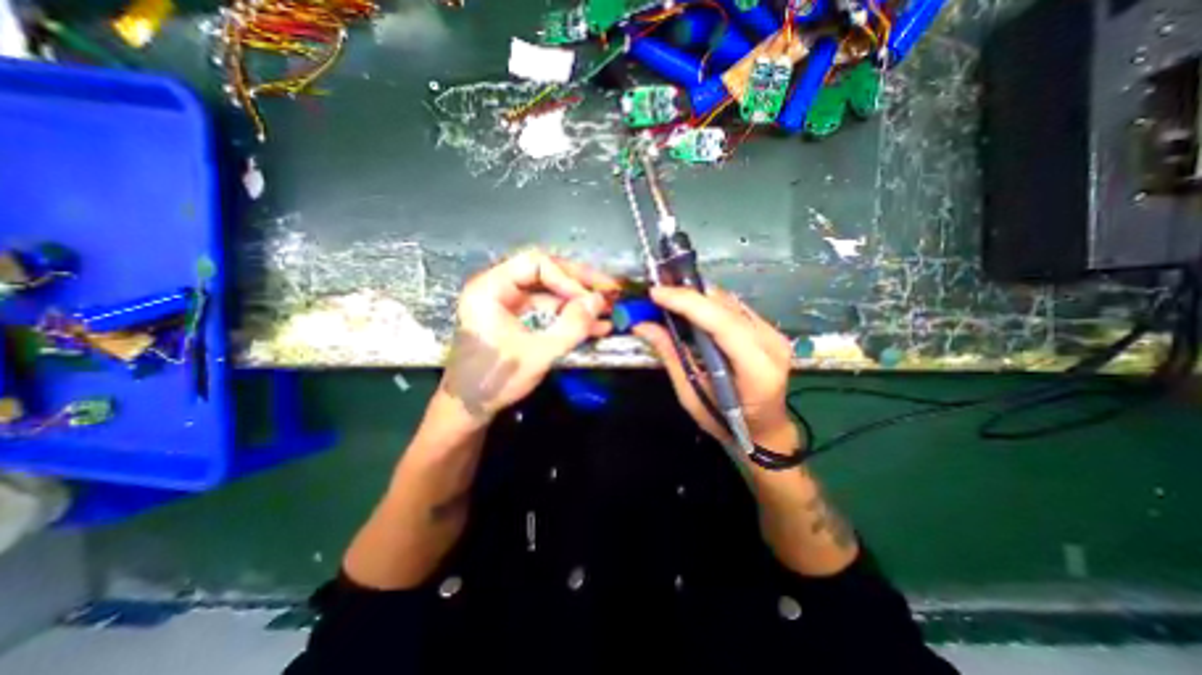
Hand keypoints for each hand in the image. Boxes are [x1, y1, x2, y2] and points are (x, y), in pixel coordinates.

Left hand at [437, 251, 613, 430]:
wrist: (468, 408)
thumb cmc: (495, 379)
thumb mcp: (538, 354)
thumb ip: (571, 327)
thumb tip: (598, 301)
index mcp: (491, 287)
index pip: (536, 264)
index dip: (568, 278)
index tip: (592, 298)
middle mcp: (497, 287)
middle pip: (544, 273)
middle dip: (579, 285)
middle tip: (609, 293)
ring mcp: (506, 302)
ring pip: (548, 290)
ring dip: (577, 301)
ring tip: (607, 311)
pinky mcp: (514, 316)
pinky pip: (545, 308)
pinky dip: (567, 315)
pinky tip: (592, 325)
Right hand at [631, 284, 801, 452]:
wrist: (764, 429)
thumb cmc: (726, 422)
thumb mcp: (692, 395)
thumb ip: (671, 356)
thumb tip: (642, 325)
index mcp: (756, 369)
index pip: (721, 323)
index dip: (687, 303)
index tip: (656, 294)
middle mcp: (771, 344)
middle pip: (726, 306)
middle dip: (688, 295)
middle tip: (657, 294)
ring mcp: (774, 334)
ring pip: (730, 302)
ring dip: (698, 297)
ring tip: (669, 298)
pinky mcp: (769, 330)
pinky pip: (734, 307)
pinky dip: (709, 304)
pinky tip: (691, 307)